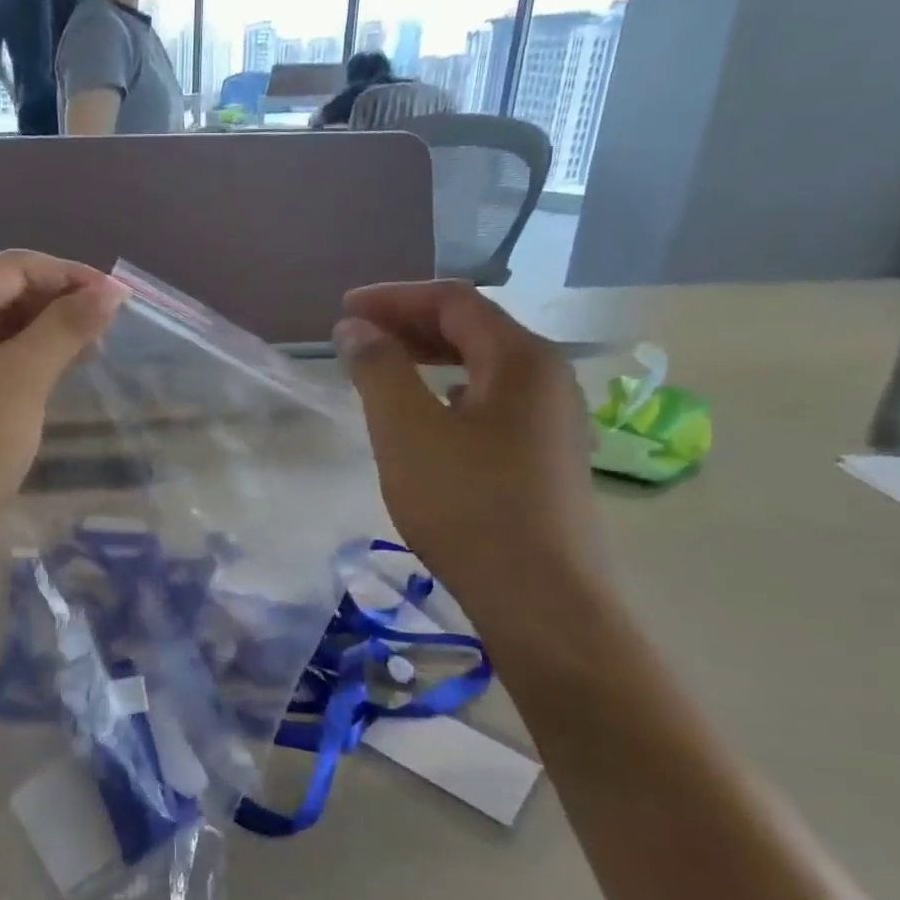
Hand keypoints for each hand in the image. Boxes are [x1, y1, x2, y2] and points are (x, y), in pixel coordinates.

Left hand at [0, 251, 125, 544]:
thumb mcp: (22, 379)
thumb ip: (67, 326)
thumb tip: (111, 290)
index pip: (15, 266)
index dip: (72, 277)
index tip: (122, 301)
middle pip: (3, 291)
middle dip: (58, 305)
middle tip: (108, 333)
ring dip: (44, 333)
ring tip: (91, 353)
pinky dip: (22, 360)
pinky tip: (55, 375)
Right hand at [336, 281, 603, 626]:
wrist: (541, 601)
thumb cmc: (468, 505)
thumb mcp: (407, 430)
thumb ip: (378, 369)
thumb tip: (355, 328)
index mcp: (522, 359)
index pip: (453, 300)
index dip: (393, 298)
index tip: (344, 310)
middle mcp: (549, 378)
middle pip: (474, 329)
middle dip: (410, 324)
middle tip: (357, 336)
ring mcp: (555, 421)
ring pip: (484, 367)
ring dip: (430, 358)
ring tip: (384, 371)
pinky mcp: (548, 458)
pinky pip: (493, 403)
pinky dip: (450, 393)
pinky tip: (428, 418)